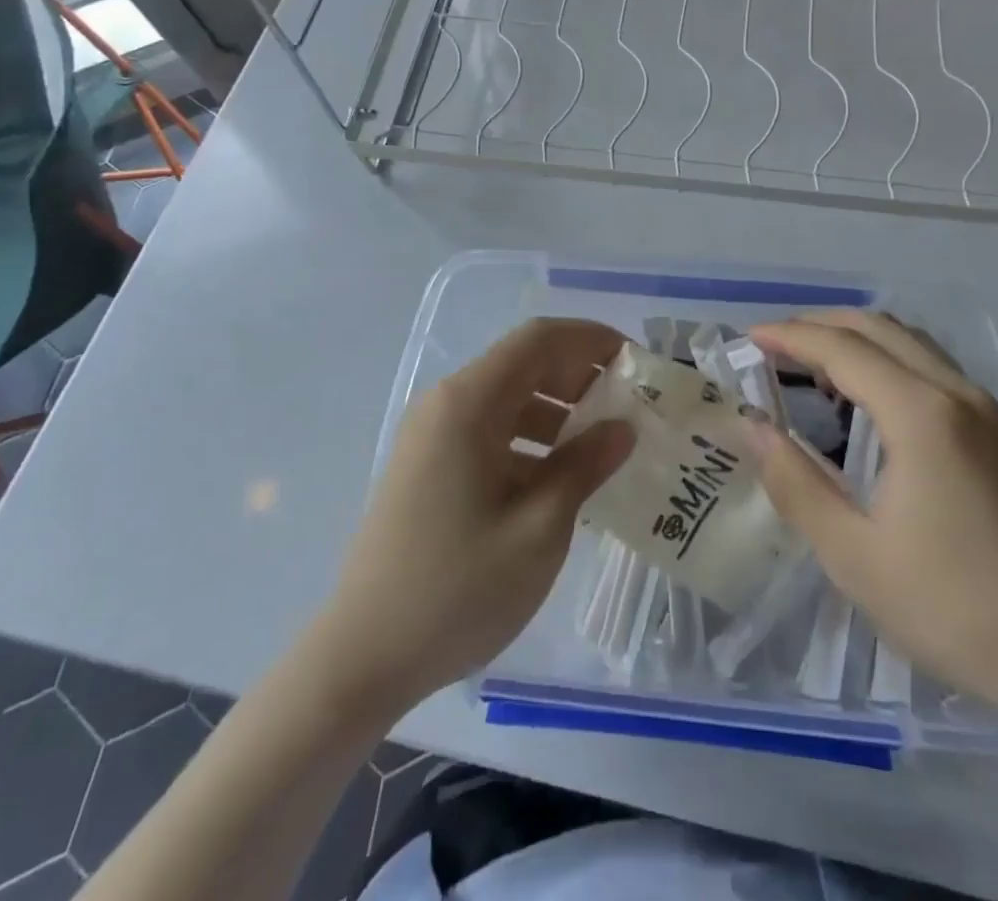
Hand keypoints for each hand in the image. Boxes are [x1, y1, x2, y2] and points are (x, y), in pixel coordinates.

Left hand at [306, 319, 633, 720]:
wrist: (361, 657)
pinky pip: (488, 429)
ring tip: (601, 443)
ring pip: (506, 397)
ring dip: (556, 409)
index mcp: (469, 403)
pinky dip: (529, 438)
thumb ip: (584, 466)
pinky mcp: (427, 463)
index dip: (591, 339)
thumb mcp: (539, 529)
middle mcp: (445, 403)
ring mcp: (431, 434)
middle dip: (578, 375)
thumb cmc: (457, 590)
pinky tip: (559, 476)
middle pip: (522, 363)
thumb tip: (622, 427)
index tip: (635, 363)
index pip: (538, 340)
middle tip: (627, 406)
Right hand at [747, 310, 997, 726]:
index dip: (789, 337)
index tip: (747, 340)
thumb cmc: (953, 608)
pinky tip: (862, 398)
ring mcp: (983, 409)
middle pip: (877, 327)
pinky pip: (928, 366)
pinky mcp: (996, 431)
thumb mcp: (854, 556)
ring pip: (908, 341)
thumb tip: (751, 428)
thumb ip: (795, 483)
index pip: (842, 349)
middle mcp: (955, 393)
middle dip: (818, 326)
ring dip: (853, 339)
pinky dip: (885, 360)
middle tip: (771, 346)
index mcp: (921, 414)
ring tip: (807, 366)